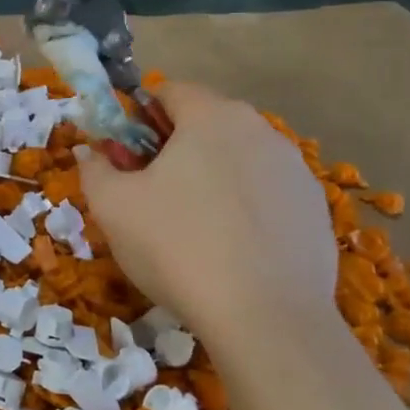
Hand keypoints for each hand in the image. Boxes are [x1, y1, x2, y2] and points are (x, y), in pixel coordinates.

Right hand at [79, 83, 335, 355]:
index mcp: (211, 116)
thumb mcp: (112, 207)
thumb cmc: (177, 247)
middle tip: (151, 194)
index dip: (138, 117)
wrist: (266, 319)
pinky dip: (245, 208)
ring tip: (192, 228)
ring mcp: (296, 169)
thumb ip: (94, 168)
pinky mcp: (316, 209)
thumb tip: (93, 152)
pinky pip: (267, 194)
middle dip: (175, 148)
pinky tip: (231, 250)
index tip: (125, 156)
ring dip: (211, 177)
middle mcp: (261, 129)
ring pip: (239, 159)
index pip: (169, 91)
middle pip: (206, 123)